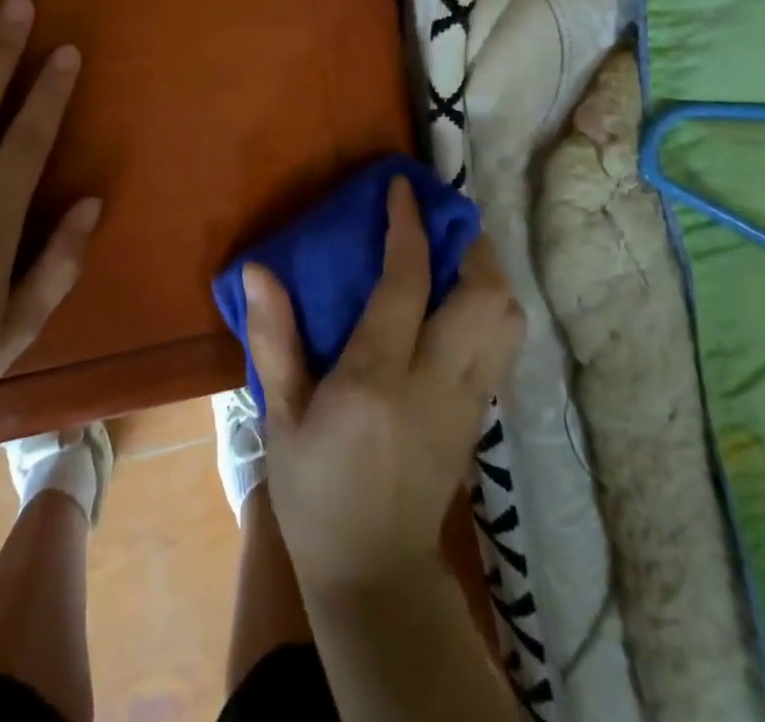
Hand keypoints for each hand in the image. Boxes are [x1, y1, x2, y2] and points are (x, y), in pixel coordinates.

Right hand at [245, 176, 523, 593]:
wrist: (374, 576)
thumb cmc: (315, 493)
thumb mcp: (280, 420)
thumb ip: (273, 341)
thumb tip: (258, 270)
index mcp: (378, 379)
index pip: (407, 284)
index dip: (408, 227)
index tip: (401, 189)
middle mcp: (436, 383)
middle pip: (485, 297)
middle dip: (468, 244)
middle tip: (436, 219)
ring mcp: (468, 403)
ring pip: (507, 320)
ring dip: (487, 273)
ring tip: (450, 253)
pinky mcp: (480, 418)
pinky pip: (502, 346)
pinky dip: (489, 307)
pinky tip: (455, 301)